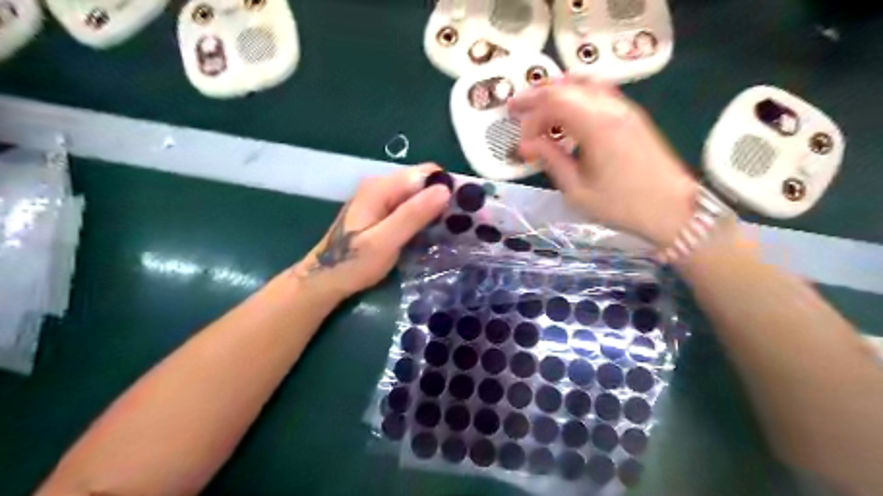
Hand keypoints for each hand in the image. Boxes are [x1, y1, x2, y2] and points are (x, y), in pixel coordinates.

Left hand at [293, 165, 449, 299]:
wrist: (325, 280)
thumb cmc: (352, 263)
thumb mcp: (384, 242)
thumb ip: (412, 215)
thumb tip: (445, 190)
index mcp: (381, 187)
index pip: (425, 173)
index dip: (447, 187)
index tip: (463, 211)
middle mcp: (382, 186)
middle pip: (423, 183)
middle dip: (443, 200)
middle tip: (459, 226)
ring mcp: (382, 199)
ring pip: (419, 196)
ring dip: (435, 211)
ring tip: (451, 232)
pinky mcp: (383, 212)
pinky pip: (411, 208)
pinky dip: (424, 218)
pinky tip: (432, 235)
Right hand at [507, 76, 700, 245]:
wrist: (672, 209)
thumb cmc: (621, 205)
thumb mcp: (577, 190)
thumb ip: (550, 160)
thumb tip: (526, 145)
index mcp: (595, 125)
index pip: (552, 104)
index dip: (530, 120)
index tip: (523, 145)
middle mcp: (610, 107)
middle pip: (565, 86)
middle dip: (535, 96)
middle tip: (514, 108)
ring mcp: (624, 108)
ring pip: (583, 83)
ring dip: (556, 91)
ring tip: (536, 105)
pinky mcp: (632, 115)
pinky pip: (597, 92)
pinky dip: (575, 95)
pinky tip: (566, 110)